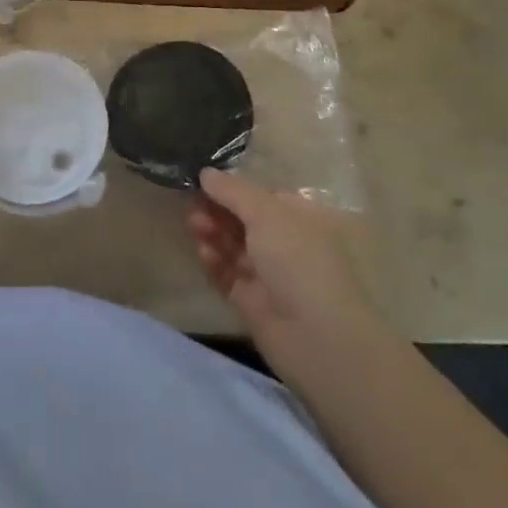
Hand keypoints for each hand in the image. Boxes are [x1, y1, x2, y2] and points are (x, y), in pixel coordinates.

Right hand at [188, 169, 377, 351]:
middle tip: (193, 204)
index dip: (233, 187)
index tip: (202, 179)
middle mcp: (285, 243)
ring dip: (213, 232)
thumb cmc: (297, 260)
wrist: (314, 335)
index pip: (262, 195)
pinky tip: (203, 253)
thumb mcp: (266, 213)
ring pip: (233, 246)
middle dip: (218, 209)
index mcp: (299, 217)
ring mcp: (268, 274)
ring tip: (193, 225)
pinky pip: (228, 275)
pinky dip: (215, 262)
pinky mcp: (252, 300)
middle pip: (244, 220)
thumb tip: (206, 172)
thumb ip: (233, 191)